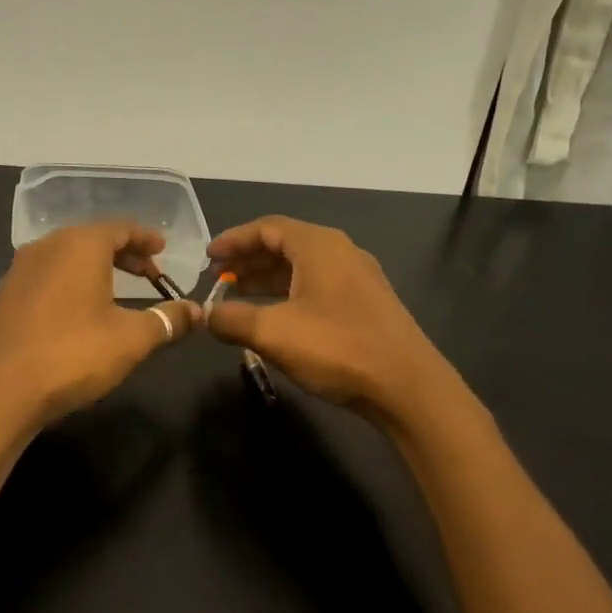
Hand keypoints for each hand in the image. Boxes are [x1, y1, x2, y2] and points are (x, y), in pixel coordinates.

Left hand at [0, 223, 201, 428]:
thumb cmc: (73, 355)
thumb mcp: (132, 339)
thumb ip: (168, 320)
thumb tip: (198, 311)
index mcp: (80, 245)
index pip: (121, 228)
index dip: (146, 238)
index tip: (163, 249)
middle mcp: (46, 247)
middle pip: (92, 239)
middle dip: (124, 254)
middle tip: (149, 273)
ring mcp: (19, 270)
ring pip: (66, 257)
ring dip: (96, 268)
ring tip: (117, 291)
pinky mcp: (4, 296)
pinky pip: (47, 276)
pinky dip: (70, 283)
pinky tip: (79, 311)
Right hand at [205, 216, 451, 420]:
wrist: (406, 385)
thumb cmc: (337, 348)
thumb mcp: (273, 333)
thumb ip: (232, 319)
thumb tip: (205, 315)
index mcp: (319, 246)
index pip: (267, 227)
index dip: (233, 240)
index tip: (207, 258)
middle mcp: (340, 252)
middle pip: (285, 244)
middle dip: (248, 260)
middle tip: (218, 279)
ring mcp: (357, 278)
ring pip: (302, 268)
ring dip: (267, 279)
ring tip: (238, 297)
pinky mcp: (365, 304)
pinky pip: (317, 287)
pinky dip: (288, 294)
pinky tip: (274, 318)